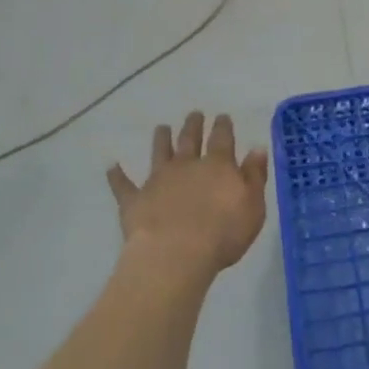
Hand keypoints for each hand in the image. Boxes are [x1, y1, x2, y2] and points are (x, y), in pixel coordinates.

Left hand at [107, 112, 268, 281]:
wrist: (176, 254)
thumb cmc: (223, 233)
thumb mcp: (253, 206)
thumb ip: (254, 176)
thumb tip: (257, 148)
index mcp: (218, 166)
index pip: (222, 139)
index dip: (223, 126)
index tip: (222, 116)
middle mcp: (187, 165)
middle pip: (190, 139)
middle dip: (193, 126)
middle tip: (194, 114)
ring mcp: (158, 180)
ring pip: (159, 153)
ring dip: (161, 140)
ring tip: (161, 128)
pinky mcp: (135, 200)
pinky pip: (123, 185)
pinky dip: (117, 175)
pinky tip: (111, 166)